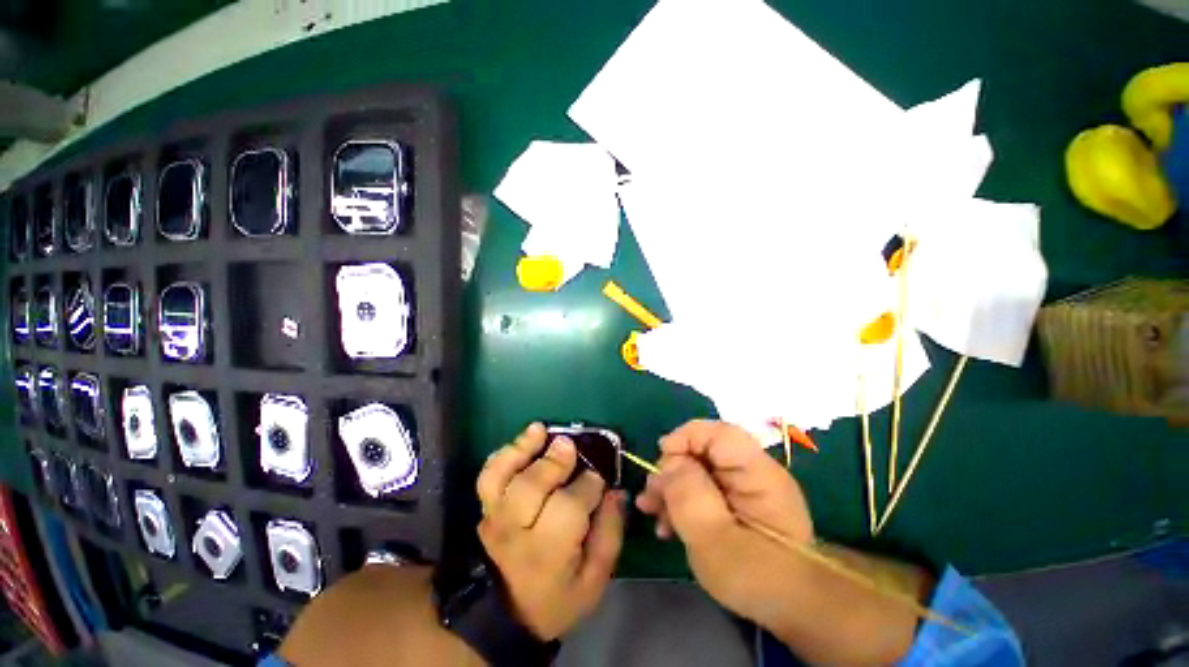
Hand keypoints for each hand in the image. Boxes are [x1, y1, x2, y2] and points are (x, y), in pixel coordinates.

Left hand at [476, 423, 625, 640]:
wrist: (506, 616)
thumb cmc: (557, 598)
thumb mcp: (594, 581)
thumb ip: (609, 535)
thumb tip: (616, 493)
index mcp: (548, 553)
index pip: (569, 507)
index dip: (588, 485)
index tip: (599, 478)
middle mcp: (517, 532)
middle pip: (531, 487)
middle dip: (554, 462)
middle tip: (570, 445)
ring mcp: (495, 518)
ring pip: (502, 477)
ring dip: (521, 449)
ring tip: (540, 430)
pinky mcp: (485, 508)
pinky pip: (488, 476)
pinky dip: (503, 454)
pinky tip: (523, 441)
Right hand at [635, 420, 813, 628]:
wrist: (790, 609)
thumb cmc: (754, 577)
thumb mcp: (713, 539)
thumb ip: (688, 494)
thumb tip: (669, 462)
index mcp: (758, 474)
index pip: (721, 434)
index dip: (687, 437)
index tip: (661, 455)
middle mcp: (752, 471)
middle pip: (704, 451)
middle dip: (672, 469)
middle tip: (650, 496)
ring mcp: (744, 486)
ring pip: (699, 469)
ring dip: (672, 487)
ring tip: (650, 510)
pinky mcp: (736, 502)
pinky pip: (704, 488)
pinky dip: (683, 500)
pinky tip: (665, 522)